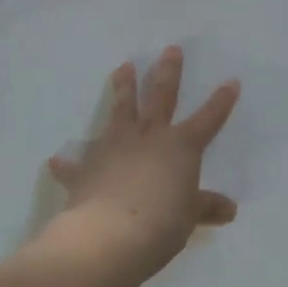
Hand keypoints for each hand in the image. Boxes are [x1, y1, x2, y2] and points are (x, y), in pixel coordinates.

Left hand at [45, 47, 240, 286]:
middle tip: (170, 49)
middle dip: (168, 72)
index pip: (208, 119)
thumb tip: (229, 210)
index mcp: (181, 146)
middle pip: (161, 96)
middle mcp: (149, 137)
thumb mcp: (189, 218)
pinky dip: (67, 163)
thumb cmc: (160, 224)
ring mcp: (115, 147)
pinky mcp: (87, 168)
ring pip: (121, 110)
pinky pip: (76, 163)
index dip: (221, 101)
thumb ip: (206, 208)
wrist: (107, 237)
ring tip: (123, 67)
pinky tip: (56, 159)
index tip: (231, 81)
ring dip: (122, 88)